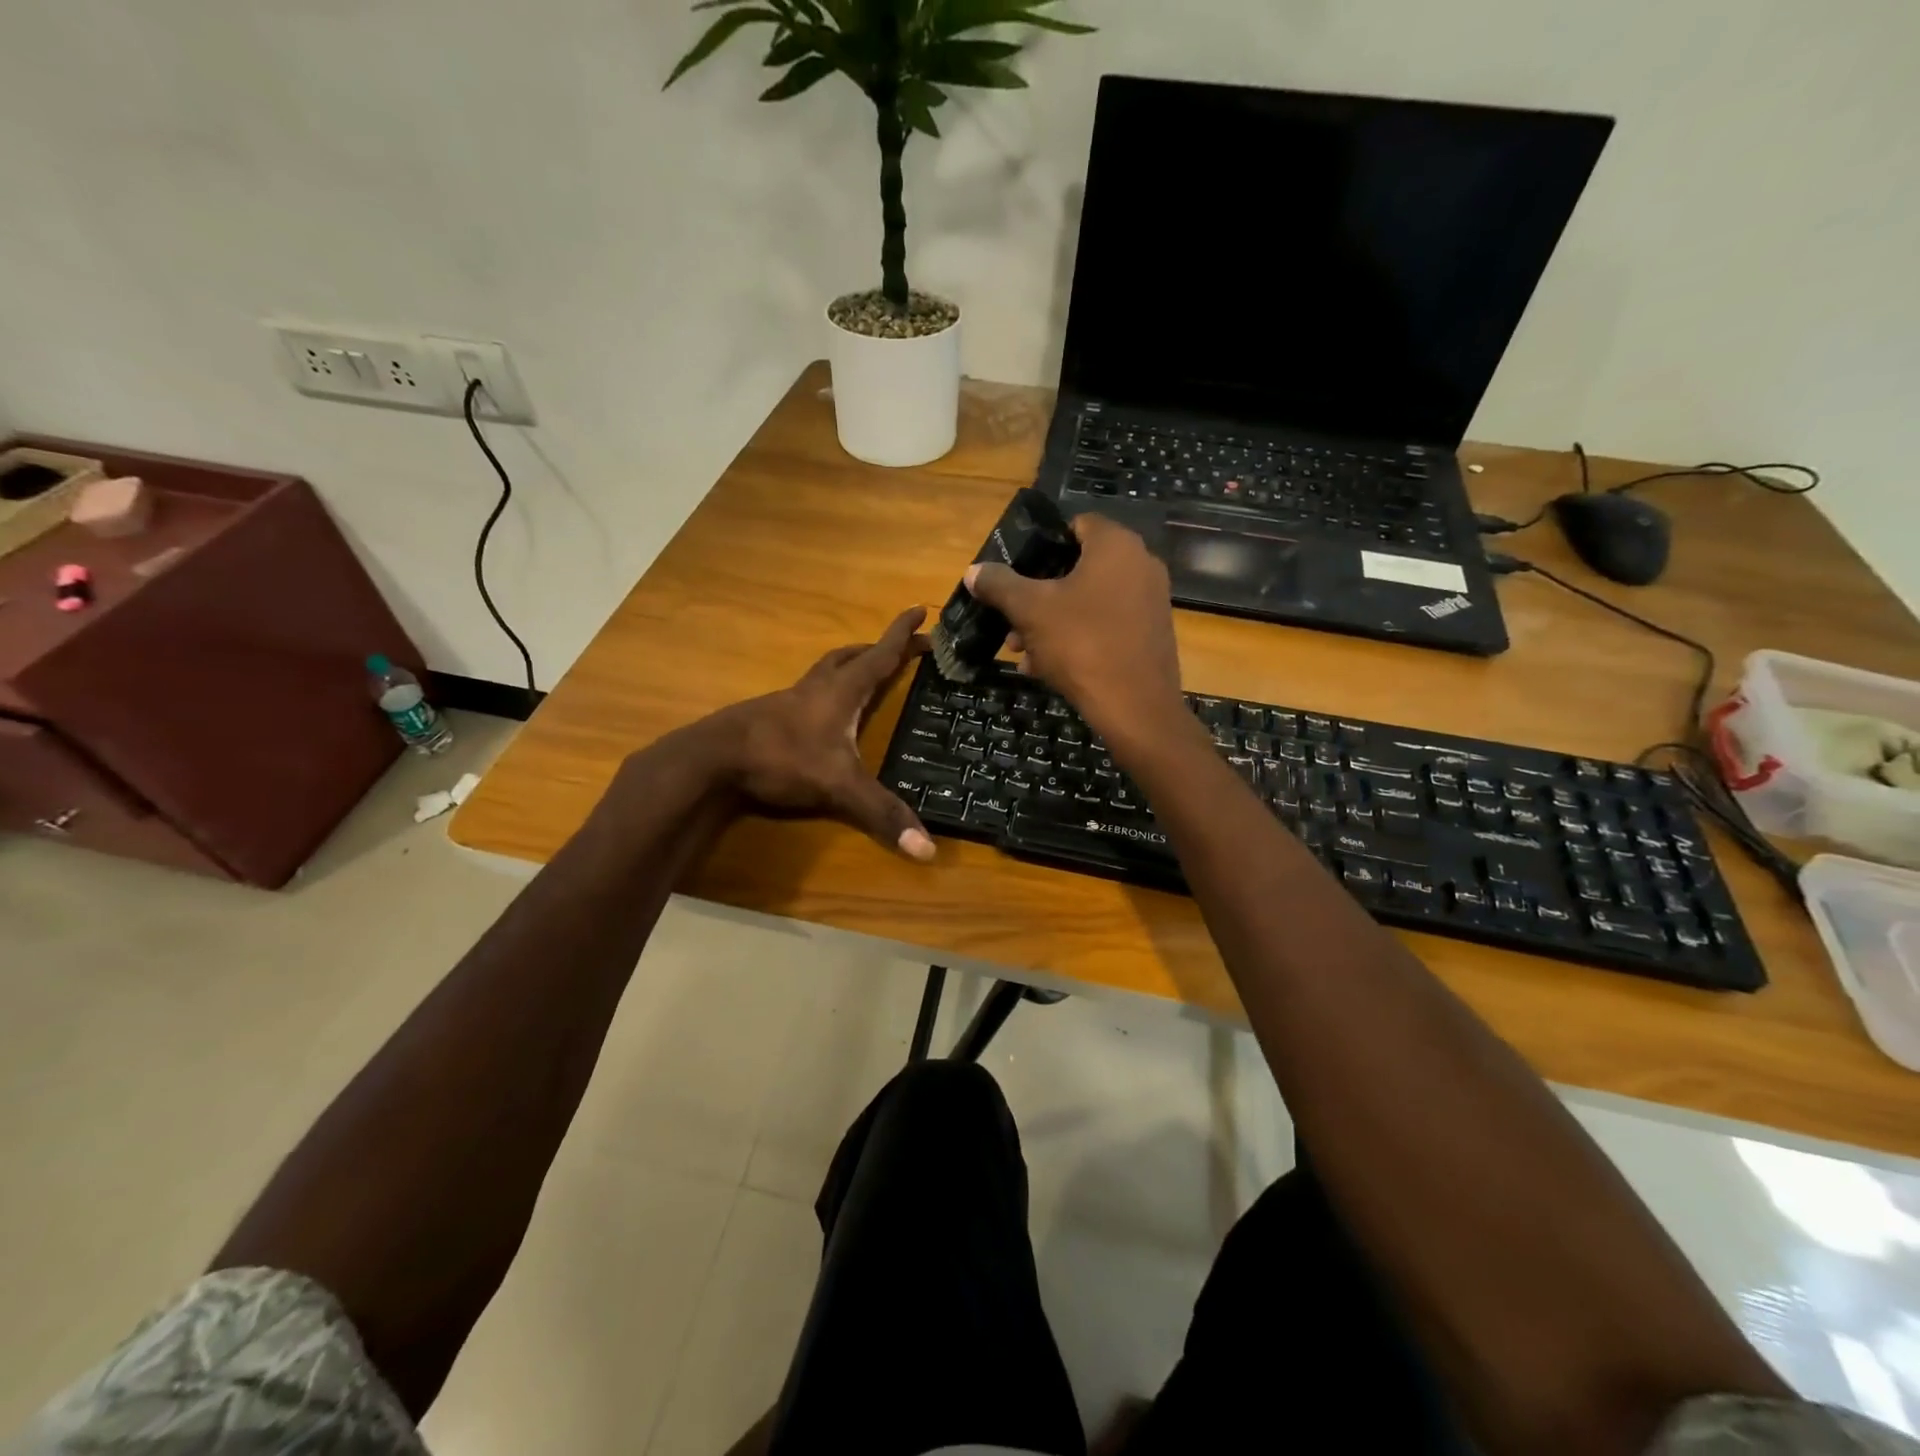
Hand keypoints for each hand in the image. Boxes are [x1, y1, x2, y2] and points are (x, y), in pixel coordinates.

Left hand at [708, 606, 936, 861]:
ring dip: (848, 665)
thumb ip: (882, 814)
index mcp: (841, 692)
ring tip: (864, 672)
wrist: (712, 758)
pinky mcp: (769, 716)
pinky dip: (824, 691)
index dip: (902, 634)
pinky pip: (806, 692)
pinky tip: (823, 713)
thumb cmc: (781, 758)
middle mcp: (816, 688)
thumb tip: (927, 850)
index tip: (921, 609)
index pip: (880, 655)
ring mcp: (789, 700)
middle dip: (878, 649)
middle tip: (900, 649)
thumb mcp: (839, 786)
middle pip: (852, 657)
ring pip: (825, 671)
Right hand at [965, 515, 1190, 757]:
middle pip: (1078, 569)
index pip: (1076, 525)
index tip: (1018, 570)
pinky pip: (1106, 626)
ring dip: (1052, 622)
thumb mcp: (1030, 611)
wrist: (1135, 707)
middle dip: (1039, 595)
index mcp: (1116, 546)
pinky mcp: (1151, 635)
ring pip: (1089, 602)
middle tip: (1012, 622)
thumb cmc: (1082, 644)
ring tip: (1022, 651)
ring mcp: (1150, 602)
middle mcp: (1140, 565)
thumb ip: (1000, 585)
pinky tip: (1047, 668)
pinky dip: (1078, 639)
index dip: (1043, 544)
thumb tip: (974, 570)